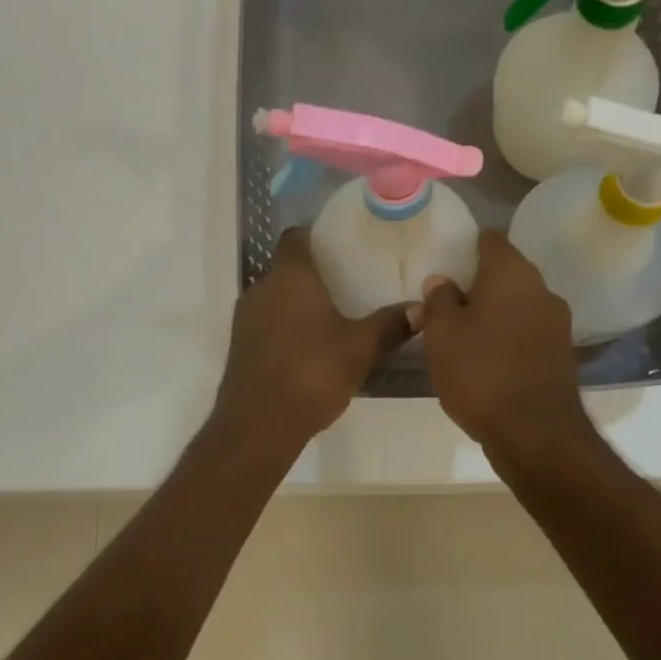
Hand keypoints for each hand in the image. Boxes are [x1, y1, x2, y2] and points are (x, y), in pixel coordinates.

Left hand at [216, 228, 413, 442]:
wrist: (259, 424)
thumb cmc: (312, 372)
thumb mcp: (361, 348)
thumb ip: (390, 325)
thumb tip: (421, 308)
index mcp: (290, 276)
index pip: (295, 237)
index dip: (314, 236)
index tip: (338, 245)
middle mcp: (261, 288)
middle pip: (285, 268)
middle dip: (312, 274)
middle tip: (345, 283)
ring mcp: (245, 318)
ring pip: (274, 297)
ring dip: (296, 303)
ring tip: (330, 316)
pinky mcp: (239, 346)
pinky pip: (265, 324)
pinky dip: (284, 327)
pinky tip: (308, 347)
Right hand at [418, 231, 587, 455]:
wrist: (535, 434)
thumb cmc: (481, 372)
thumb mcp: (442, 334)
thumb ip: (438, 300)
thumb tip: (442, 281)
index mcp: (512, 273)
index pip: (491, 240)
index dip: (468, 246)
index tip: (447, 262)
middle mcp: (541, 290)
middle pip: (506, 273)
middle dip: (478, 284)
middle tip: (447, 304)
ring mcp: (557, 324)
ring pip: (518, 305)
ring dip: (494, 314)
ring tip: (463, 336)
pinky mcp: (561, 355)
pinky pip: (528, 334)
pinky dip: (508, 339)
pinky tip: (486, 361)